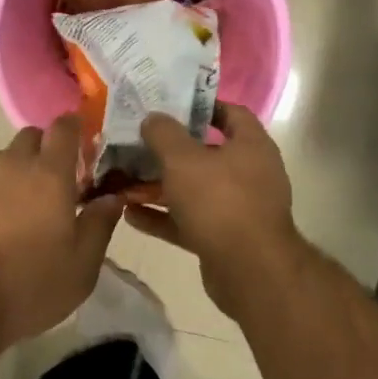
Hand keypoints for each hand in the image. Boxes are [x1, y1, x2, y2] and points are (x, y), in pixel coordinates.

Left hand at [0, 116, 123, 349]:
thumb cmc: (27, 287)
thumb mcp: (81, 268)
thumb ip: (100, 225)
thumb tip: (112, 197)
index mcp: (49, 175)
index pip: (64, 128)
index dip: (74, 130)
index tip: (80, 148)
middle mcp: (10, 164)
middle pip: (29, 138)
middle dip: (42, 152)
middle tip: (49, 189)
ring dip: (11, 175)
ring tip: (12, 215)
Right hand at [132, 102, 305, 318]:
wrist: (250, 272)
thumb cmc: (219, 201)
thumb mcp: (183, 159)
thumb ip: (164, 133)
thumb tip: (153, 117)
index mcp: (251, 146)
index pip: (231, 113)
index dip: (202, 106)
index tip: (171, 105)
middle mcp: (250, 174)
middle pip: (207, 153)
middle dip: (172, 150)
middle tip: (140, 142)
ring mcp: (239, 208)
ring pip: (195, 189)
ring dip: (162, 185)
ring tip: (126, 179)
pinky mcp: (225, 238)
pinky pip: (189, 220)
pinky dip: (163, 217)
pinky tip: (131, 214)